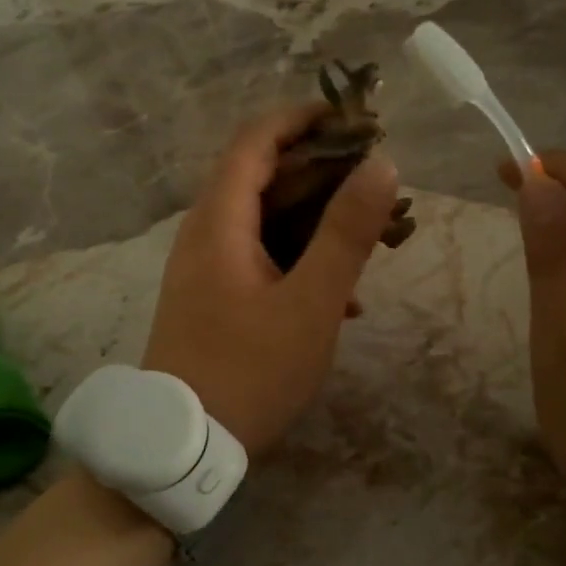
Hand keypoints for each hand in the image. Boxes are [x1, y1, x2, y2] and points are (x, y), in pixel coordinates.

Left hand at [144, 106, 400, 456]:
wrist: (184, 446)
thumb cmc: (250, 371)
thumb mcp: (311, 303)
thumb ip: (346, 233)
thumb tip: (381, 164)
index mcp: (219, 222)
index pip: (254, 141)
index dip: (300, 118)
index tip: (353, 118)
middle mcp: (204, 234)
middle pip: (260, 176)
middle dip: (320, 170)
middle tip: (374, 178)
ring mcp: (204, 268)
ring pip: (263, 220)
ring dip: (315, 219)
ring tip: (368, 235)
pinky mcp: (211, 298)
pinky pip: (258, 257)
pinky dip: (298, 258)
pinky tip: (341, 297)